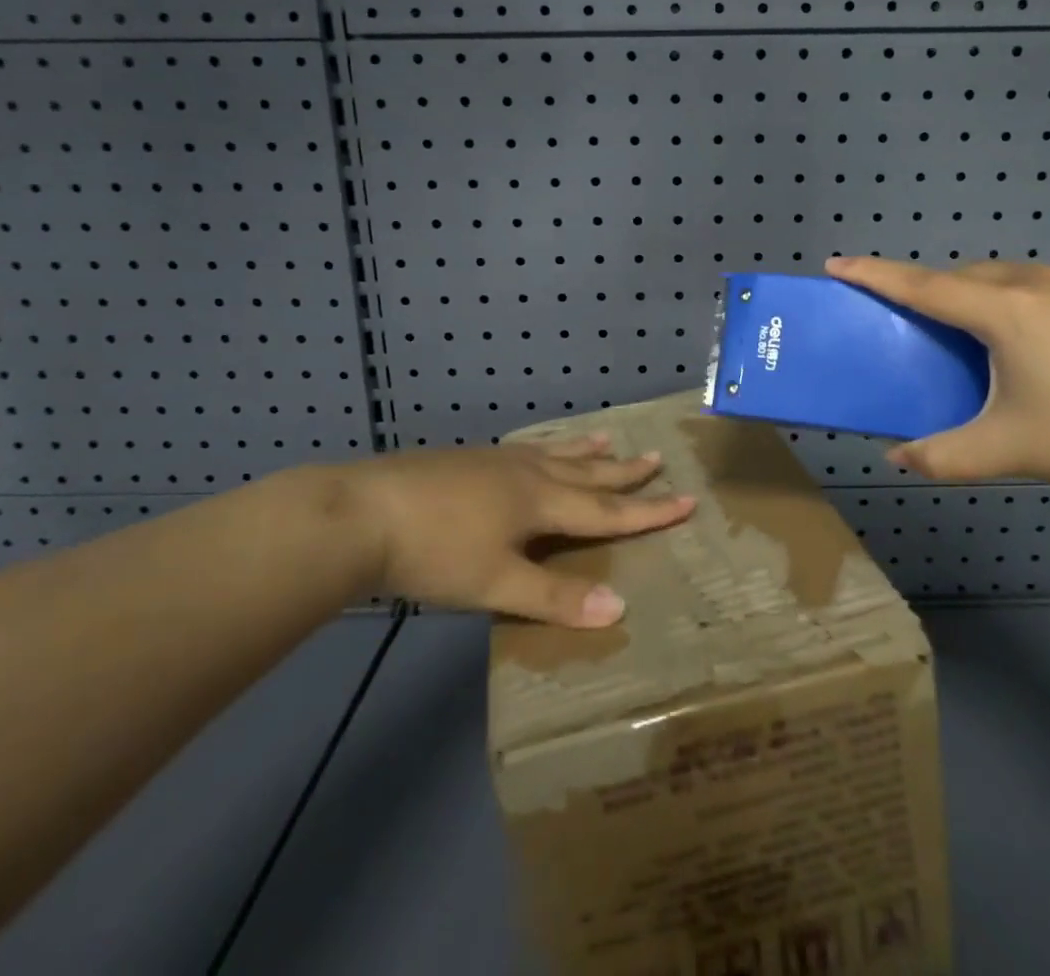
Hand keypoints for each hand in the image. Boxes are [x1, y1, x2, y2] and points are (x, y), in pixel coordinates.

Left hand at [342, 436, 693, 626]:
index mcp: (540, 501)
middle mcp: (526, 473)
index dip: (648, 509)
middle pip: (586, 472)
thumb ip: (555, 596)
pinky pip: (525, 450)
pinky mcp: (467, 460)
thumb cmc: (434, 552)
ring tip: (607, 439)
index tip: (687, 499)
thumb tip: (620, 609)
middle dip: (624, 471)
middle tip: (657, 455)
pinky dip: (547, 448)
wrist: (362, 512)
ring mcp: (495, 462)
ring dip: (586, 451)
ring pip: (554, 453)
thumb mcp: (495, 583)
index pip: (607, 509)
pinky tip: (533, 451)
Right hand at [825, 256, 1049, 493]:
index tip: (837, 262)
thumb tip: (897, 459)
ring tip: (977, 334)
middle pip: (964, 275)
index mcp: (1004, 312)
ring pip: (1007, 276)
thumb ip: (942, 456)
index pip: (922, 285)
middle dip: (930, 288)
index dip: (875, 274)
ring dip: (978, 293)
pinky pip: (1045, 285)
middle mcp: (1037, 283)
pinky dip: (1020, 299)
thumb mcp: (1007, 451)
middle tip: (915, 319)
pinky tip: (1040, 342)